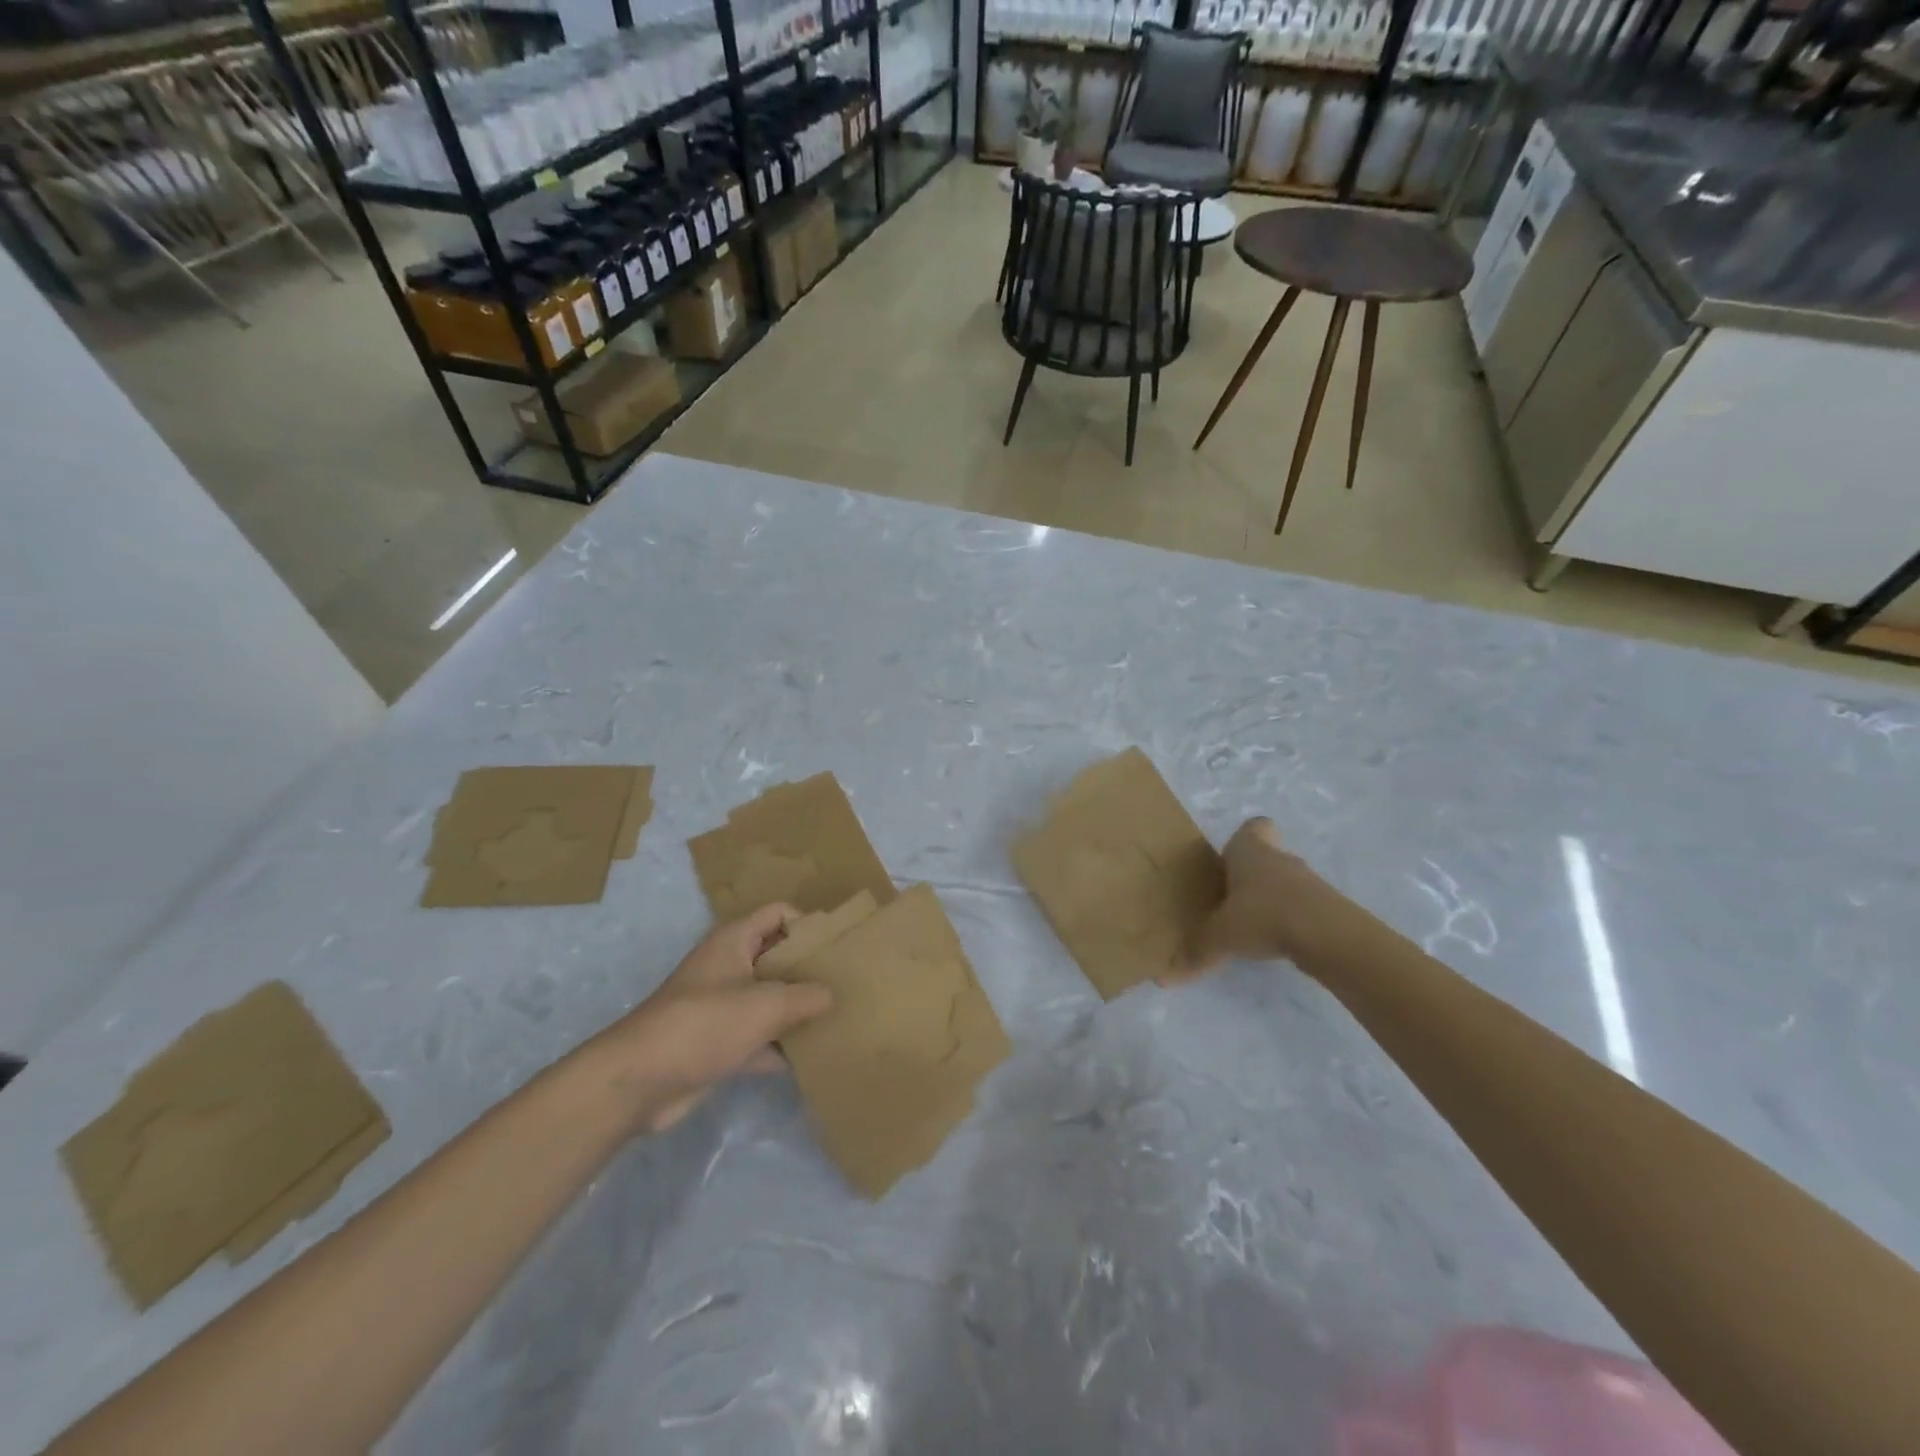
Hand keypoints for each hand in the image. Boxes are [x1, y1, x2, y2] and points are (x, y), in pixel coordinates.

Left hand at [589, 904, 832, 1133]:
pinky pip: (759, 1037)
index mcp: (734, 941)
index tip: (839, 947)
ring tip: (840, 1017)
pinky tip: (814, 1057)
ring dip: (798, 1010)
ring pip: (770, 999)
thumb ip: (806, 996)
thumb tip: (832, 993)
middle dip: (810, 970)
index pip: (779, 914)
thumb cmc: (704, 1024)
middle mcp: (729, 967)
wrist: (638, 1082)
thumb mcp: (765, 1004)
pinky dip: (781, 1046)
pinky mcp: (718, 1044)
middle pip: (777, 957)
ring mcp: (722, 1007)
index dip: (809, 924)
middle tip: (849, 983)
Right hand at [1166, 817, 1323, 981]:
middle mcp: (1279, 858)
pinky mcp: (1328, 906)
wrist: (1327, 934)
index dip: (1243, 839)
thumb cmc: (1263, 915)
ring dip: (1274, 899)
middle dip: (1253, 874)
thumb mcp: (1220, 936)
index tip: (1230, 861)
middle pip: (1268, 856)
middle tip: (1233, 899)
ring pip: (1287, 881)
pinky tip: (1279, 943)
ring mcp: (1308, 881)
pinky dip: (1293, 920)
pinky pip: (1304, 906)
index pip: (1253, 827)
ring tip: (1254, 927)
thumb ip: (1195, 952)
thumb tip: (1162, 979)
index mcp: (1249, 851)